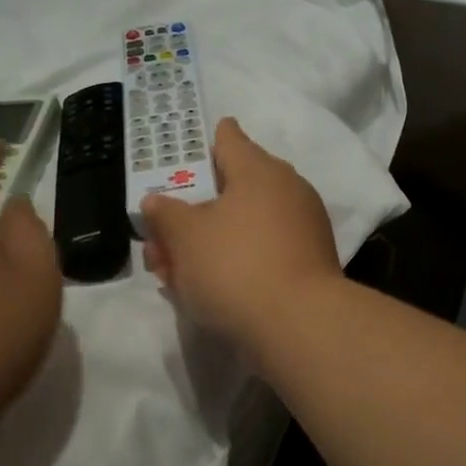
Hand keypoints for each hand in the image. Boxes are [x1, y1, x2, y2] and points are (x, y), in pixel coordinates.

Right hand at [140, 118, 341, 347]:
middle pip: (233, 189)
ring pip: (244, 226)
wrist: (298, 326)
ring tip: (171, 270)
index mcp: (260, 170)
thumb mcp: (185, 236)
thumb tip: (157, 200)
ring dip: (208, 242)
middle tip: (161, 234)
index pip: (229, 139)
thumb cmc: (235, 266)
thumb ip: (166, 213)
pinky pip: (262, 252)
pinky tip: (205, 288)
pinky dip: (235, 262)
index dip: (205, 143)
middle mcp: (287, 191)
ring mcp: (303, 229)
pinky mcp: (308, 265)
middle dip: (194, 210)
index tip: (188, 152)